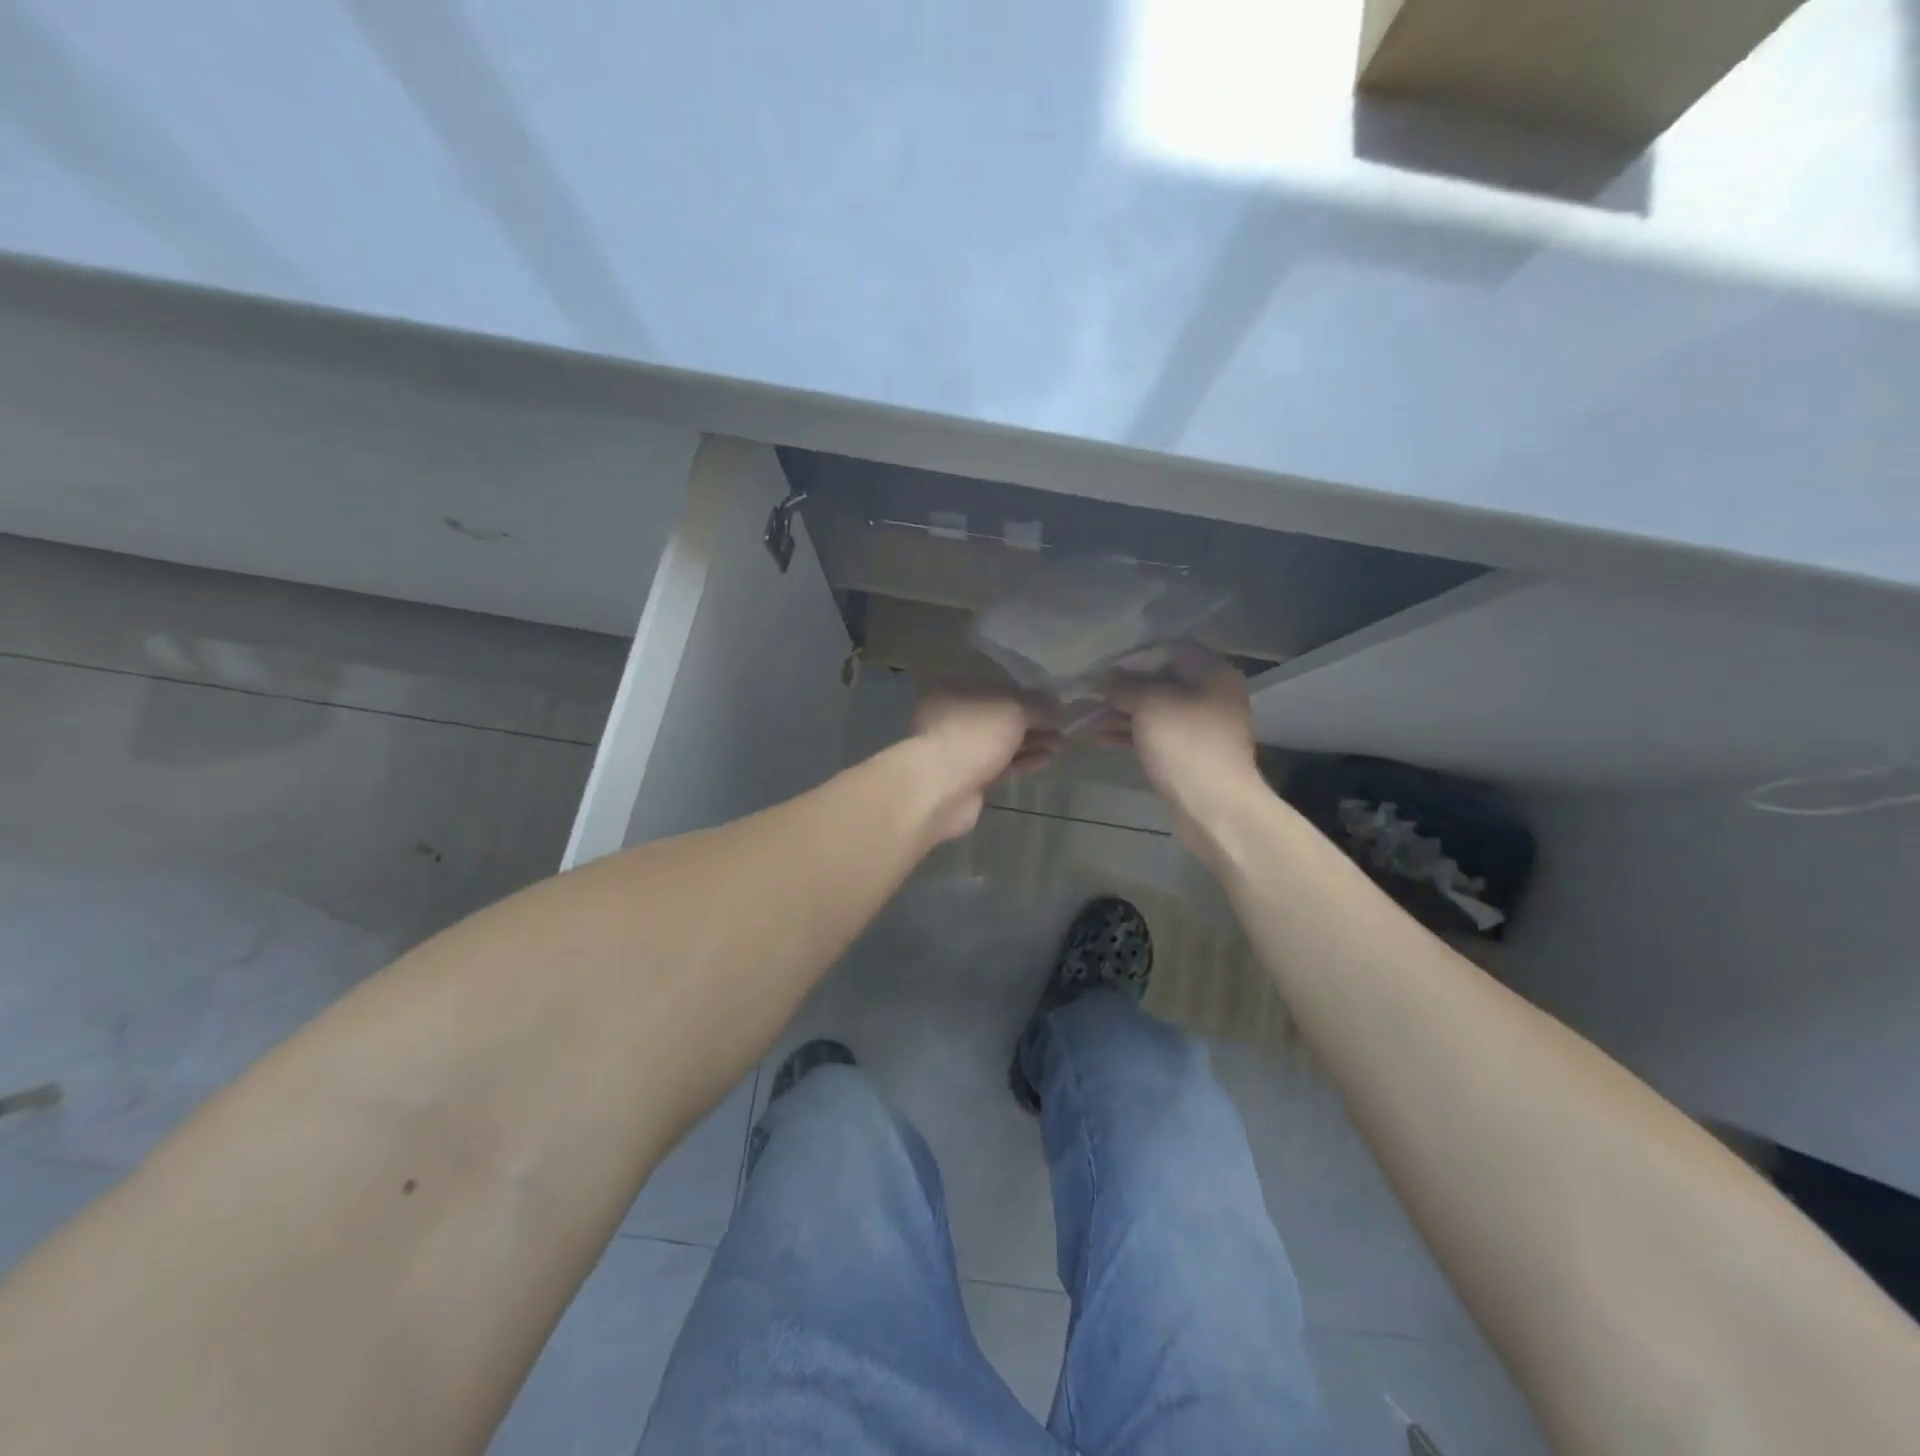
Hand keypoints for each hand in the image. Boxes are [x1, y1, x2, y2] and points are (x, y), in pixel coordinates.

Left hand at [909, 690, 1058, 841]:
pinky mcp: (969, 778)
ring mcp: (960, 750)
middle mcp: (953, 718)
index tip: (1053, 703)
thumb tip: (1054, 706)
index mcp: (955, 691)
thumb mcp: (1012, 709)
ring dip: (1031, 742)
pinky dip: (1023, 761)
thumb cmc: (973, 735)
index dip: (1026, 694)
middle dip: (1031, 721)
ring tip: (1060, 743)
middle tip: (1061, 726)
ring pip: (1001, 743)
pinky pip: (1001, 765)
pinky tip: (1046, 759)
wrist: (941, 789)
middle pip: (999, 717)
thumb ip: (1035, 705)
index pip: (996, 688)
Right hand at [1095, 648, 1265, 859]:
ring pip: (1153, 711)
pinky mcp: (1187, 755)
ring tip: (1082, 717)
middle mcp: (1210, 695)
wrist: (1214, 807)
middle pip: (1159, 682)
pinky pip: (1154, 736)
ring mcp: (1199, 728)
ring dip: (1118, 713)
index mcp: (1212, 673)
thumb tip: (1105, 678)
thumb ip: (1125, 686)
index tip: (1103, 666)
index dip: (1134, 656)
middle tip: (1086, 693)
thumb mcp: (1150, 705)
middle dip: (1121, 688)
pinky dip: (1127, 734)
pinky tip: (1096, 737)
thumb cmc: (1185, 744)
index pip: (1169, 650)